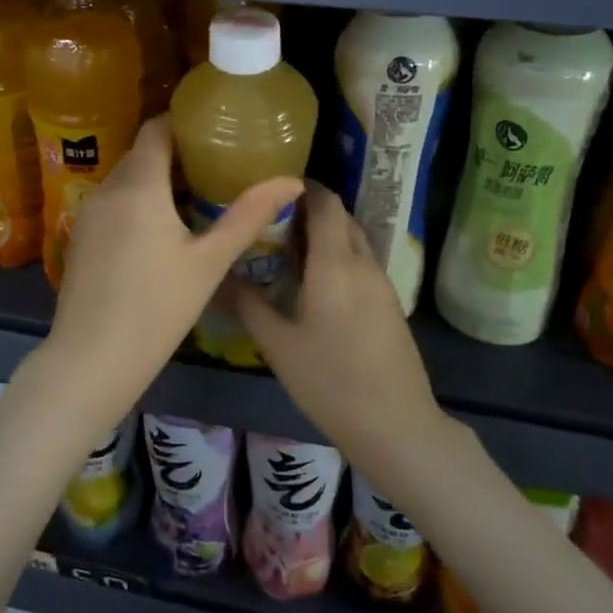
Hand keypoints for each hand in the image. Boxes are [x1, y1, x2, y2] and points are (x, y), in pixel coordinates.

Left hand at [38, 116, 303, 431]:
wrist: (91, 360)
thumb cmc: (157, 308)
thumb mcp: (209, 262)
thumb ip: (248, 216)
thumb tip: (292, 181)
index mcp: (139, 186)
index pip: (156, 129)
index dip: (182, 121)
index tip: (213, 128)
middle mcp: (107, 189)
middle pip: (141, 153)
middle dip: (175, 152)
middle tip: (215, 163)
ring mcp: (87, 214)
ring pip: (125, 179)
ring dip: (155, 179)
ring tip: (195, 194)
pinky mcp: (79, 237)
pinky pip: (112, 202)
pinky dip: (136, 201)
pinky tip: (159, 229)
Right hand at [230, 183, 446, 466]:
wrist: (397, 425)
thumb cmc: (331, 382)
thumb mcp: (279, 345)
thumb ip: (248, 305)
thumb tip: (216, 276)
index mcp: (335, 263)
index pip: (325, 202)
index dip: (302, 186)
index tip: (270, 186)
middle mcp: (362, 263)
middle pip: (340, 216)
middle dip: (309, 209)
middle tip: (270, 218)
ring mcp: (381, 283)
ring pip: (353, 240)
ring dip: (325, 233)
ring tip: (287, 247)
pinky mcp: (389, 303)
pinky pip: (361, 262)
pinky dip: (338, 256)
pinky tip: (314, 281)